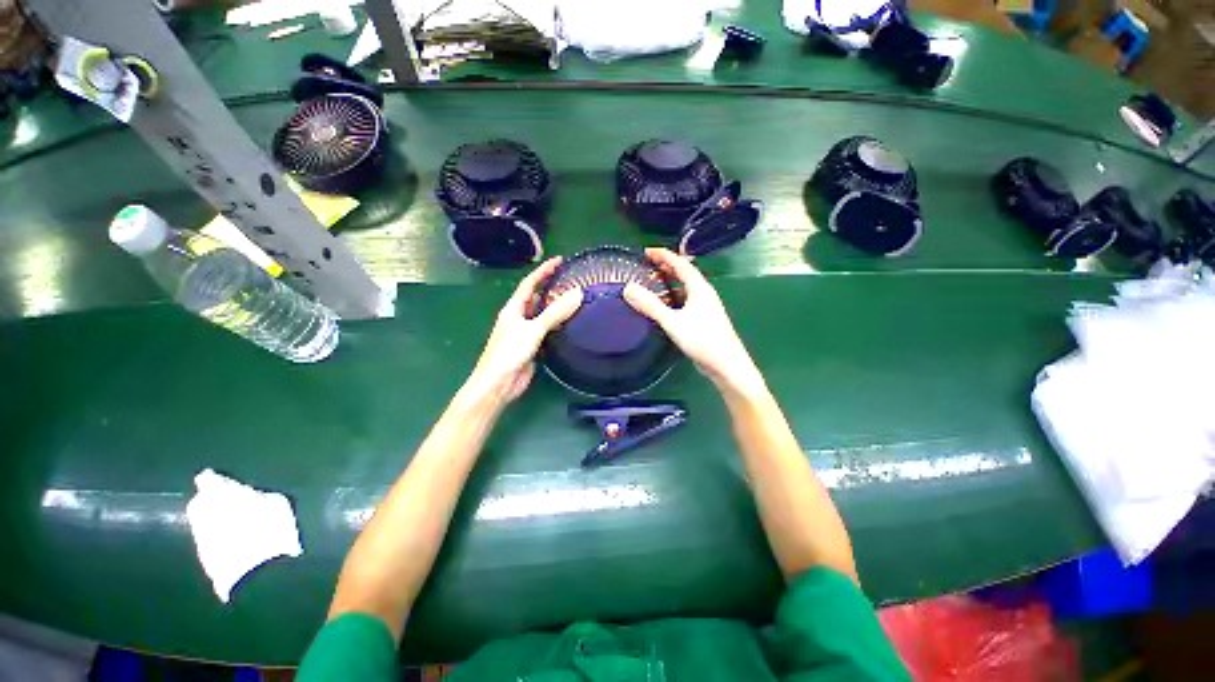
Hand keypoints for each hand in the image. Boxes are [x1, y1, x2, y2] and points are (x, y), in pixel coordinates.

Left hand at [466, 257, 582, 403]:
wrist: (499, 383)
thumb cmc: (509, 353)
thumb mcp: (532, 329)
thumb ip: (555, 313)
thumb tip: (577, 294)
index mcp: (514, 308)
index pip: (530, 283)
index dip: (544, 270)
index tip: (560, 260)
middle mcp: (519, 317)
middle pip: (537, 297)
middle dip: (551, 286)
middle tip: (571, 280)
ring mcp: (525, 332)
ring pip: (543, 314)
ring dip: (556, 306)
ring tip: (574, 298)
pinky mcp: (533, 346)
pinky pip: (547, 329)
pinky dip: (558, 324)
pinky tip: (569, 323)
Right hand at [623, 248, 765, 397]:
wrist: (727, 365)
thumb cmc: (702, 340)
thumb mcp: (673, 321)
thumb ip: (651, 305)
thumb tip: (628, 288)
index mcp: (700, 288)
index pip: (680, 264)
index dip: (664, 255)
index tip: (646, 251)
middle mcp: (704, 294)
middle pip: (684, 274)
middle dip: (666, 267)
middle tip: (647, 264)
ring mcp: (705, 307)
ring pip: (685, 289)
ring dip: (669, 283)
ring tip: (652, 283)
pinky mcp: (703, 320)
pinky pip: (685, 301)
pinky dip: (673, 298)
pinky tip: (664, 307)